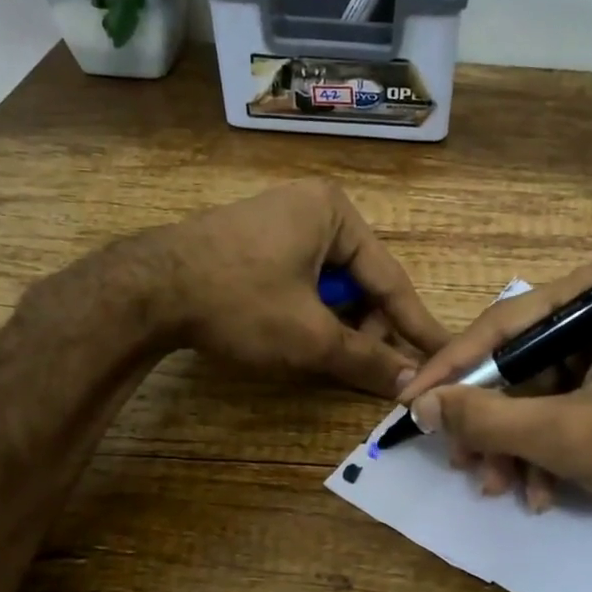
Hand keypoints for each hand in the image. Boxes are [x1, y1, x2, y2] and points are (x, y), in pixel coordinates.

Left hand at [146, 180, 449, 395]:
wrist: (145, 290)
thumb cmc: (239, 301)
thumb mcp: (310, 336)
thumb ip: (367, 359)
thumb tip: (413, 383)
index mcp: (335, 213)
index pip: (391, 280)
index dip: (418, 326)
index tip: (446, 354)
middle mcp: (312, 208)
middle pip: (360, 282)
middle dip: (367, 329)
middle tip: (371, 372)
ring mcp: (278, 222)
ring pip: (329, 286)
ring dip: (337, 325)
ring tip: (331, 360)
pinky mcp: (253, 243)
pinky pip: (300, 282)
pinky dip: (309, 314)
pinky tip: (301, 341)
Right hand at [398, 260, 591, 540]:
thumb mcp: (570, 435)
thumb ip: (490, 418)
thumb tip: (422, 405)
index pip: (503, 325)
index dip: (451, 368)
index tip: (410, 401)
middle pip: (517, 363)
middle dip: (489, 422)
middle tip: (461, 464)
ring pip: (535, 393)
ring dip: (513, 446)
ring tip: (501, 489)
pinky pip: (561, 408)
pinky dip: (544, 450)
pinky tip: (538, 491)